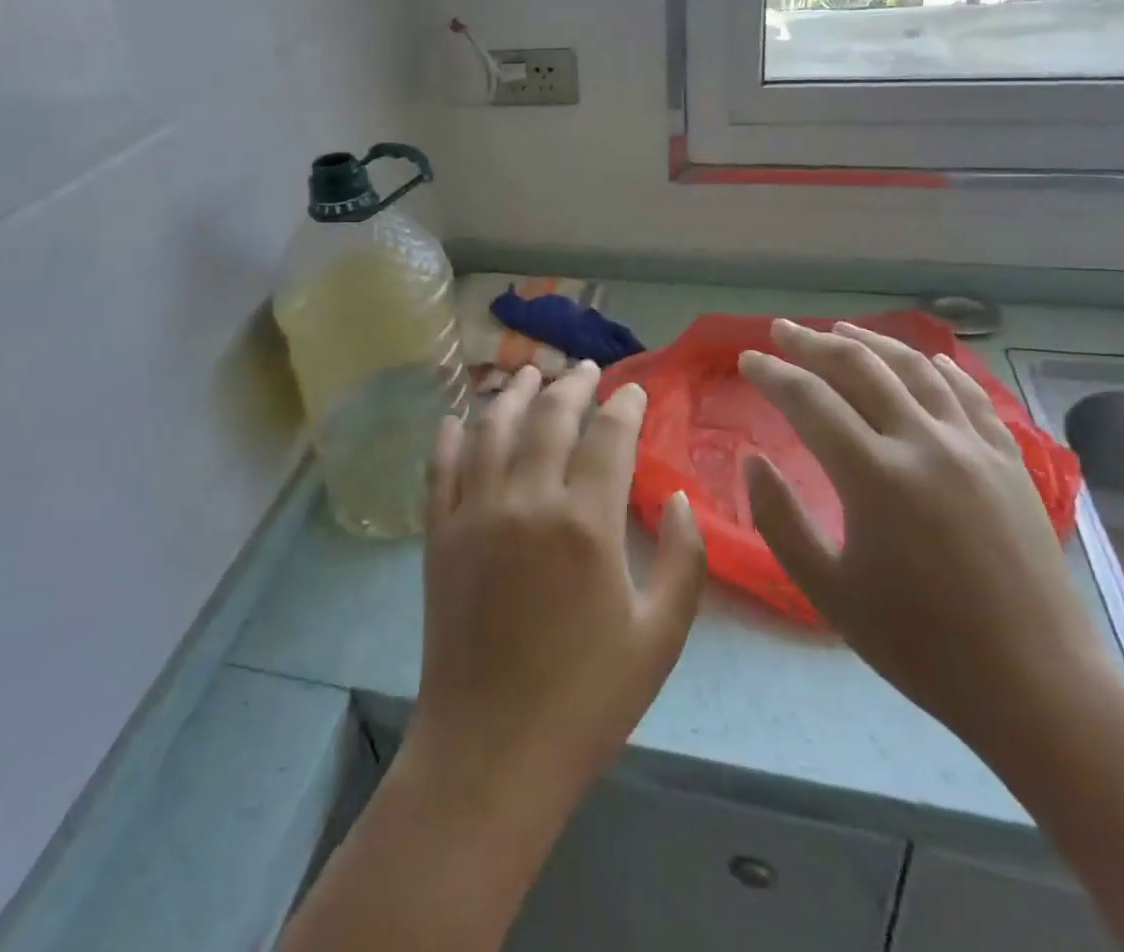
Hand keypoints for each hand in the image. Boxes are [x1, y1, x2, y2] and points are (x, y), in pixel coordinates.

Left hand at [404, 363, 707, 818]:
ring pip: (492, 428)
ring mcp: (476, 513)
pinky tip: (460, 417)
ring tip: (527, 373)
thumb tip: (679, 500)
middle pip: (549, 418)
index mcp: (586, 524)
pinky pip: (441, 467)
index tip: (634, 393)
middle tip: (584, 370)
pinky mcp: (440, 534)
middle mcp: (527, 501)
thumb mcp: (660, 637)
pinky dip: (451, 434)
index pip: (608, 437)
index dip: (624, 406)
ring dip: (512, 394)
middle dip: (571, 385)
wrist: (491, 752)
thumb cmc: (587, 700)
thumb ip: (683, 561)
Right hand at [739, 320, 1110, 753]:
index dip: (772, 373)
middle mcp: (923, 443)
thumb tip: (752, 460)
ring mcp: (973, 447)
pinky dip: (940, 369)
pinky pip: (970, 396)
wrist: (1037, 686)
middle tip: (781, 330)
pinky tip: (925, 360)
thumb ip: (779, 519)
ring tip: (839, 330)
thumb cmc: (920, 645)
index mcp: (874, 475)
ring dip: (870, 343)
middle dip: (812, 343)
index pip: (809, 399)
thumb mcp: (828, 591)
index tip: (747, 359)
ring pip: (914, 369)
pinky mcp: (1008, 461)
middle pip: (859, 368)